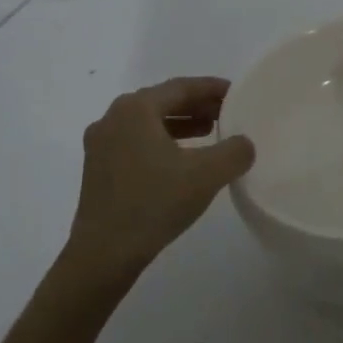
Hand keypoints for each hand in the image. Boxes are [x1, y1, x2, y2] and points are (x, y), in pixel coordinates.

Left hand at [63, 77, 254, 287]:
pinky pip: (136, 142)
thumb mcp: (206, 175)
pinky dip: (162, 141)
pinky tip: (181, 160)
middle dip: (197, 106)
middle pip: (163, 101)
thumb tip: (244, 144)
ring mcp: (100, 144)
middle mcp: (113, 118)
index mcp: (136, 109)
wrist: (103, 254)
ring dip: (180, 124)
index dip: (212, 88)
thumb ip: (234, 151)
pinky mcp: (97, 169)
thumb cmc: (154, 203)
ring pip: (148, 123)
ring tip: (210, 133)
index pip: (181, 87)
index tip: (236, 93)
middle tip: (227, 113)